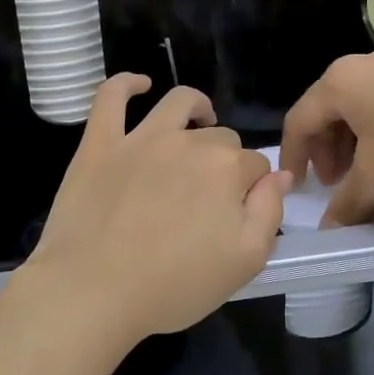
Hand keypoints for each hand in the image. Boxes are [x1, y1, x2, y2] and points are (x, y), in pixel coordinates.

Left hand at [23, 74, 293, 350]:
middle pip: (220, 138)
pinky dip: (126, 83)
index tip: (240, 213)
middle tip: (211, 195)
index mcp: (227, 169)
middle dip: (225, 159)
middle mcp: (187, 142)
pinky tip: (139, 84)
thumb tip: (280, 175)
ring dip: (196, 108)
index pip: (255, 165)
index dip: (253, 188)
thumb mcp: (245, 262)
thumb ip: (269, 212)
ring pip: (178, 103)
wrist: (93, 291)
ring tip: (199, 121)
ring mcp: (140, 138)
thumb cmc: (173, 286)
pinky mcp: (99, 143)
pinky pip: (111, 96)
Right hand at [282, 39, 373, 225]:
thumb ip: (348, 202)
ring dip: (361, 132)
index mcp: (340, 83)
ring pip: (368, 97)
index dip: (293, 157)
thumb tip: (330, 227)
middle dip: (329, 148)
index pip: (299, 121)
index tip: (298, 187)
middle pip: (332, 108)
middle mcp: (365, 63)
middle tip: (340, 183)